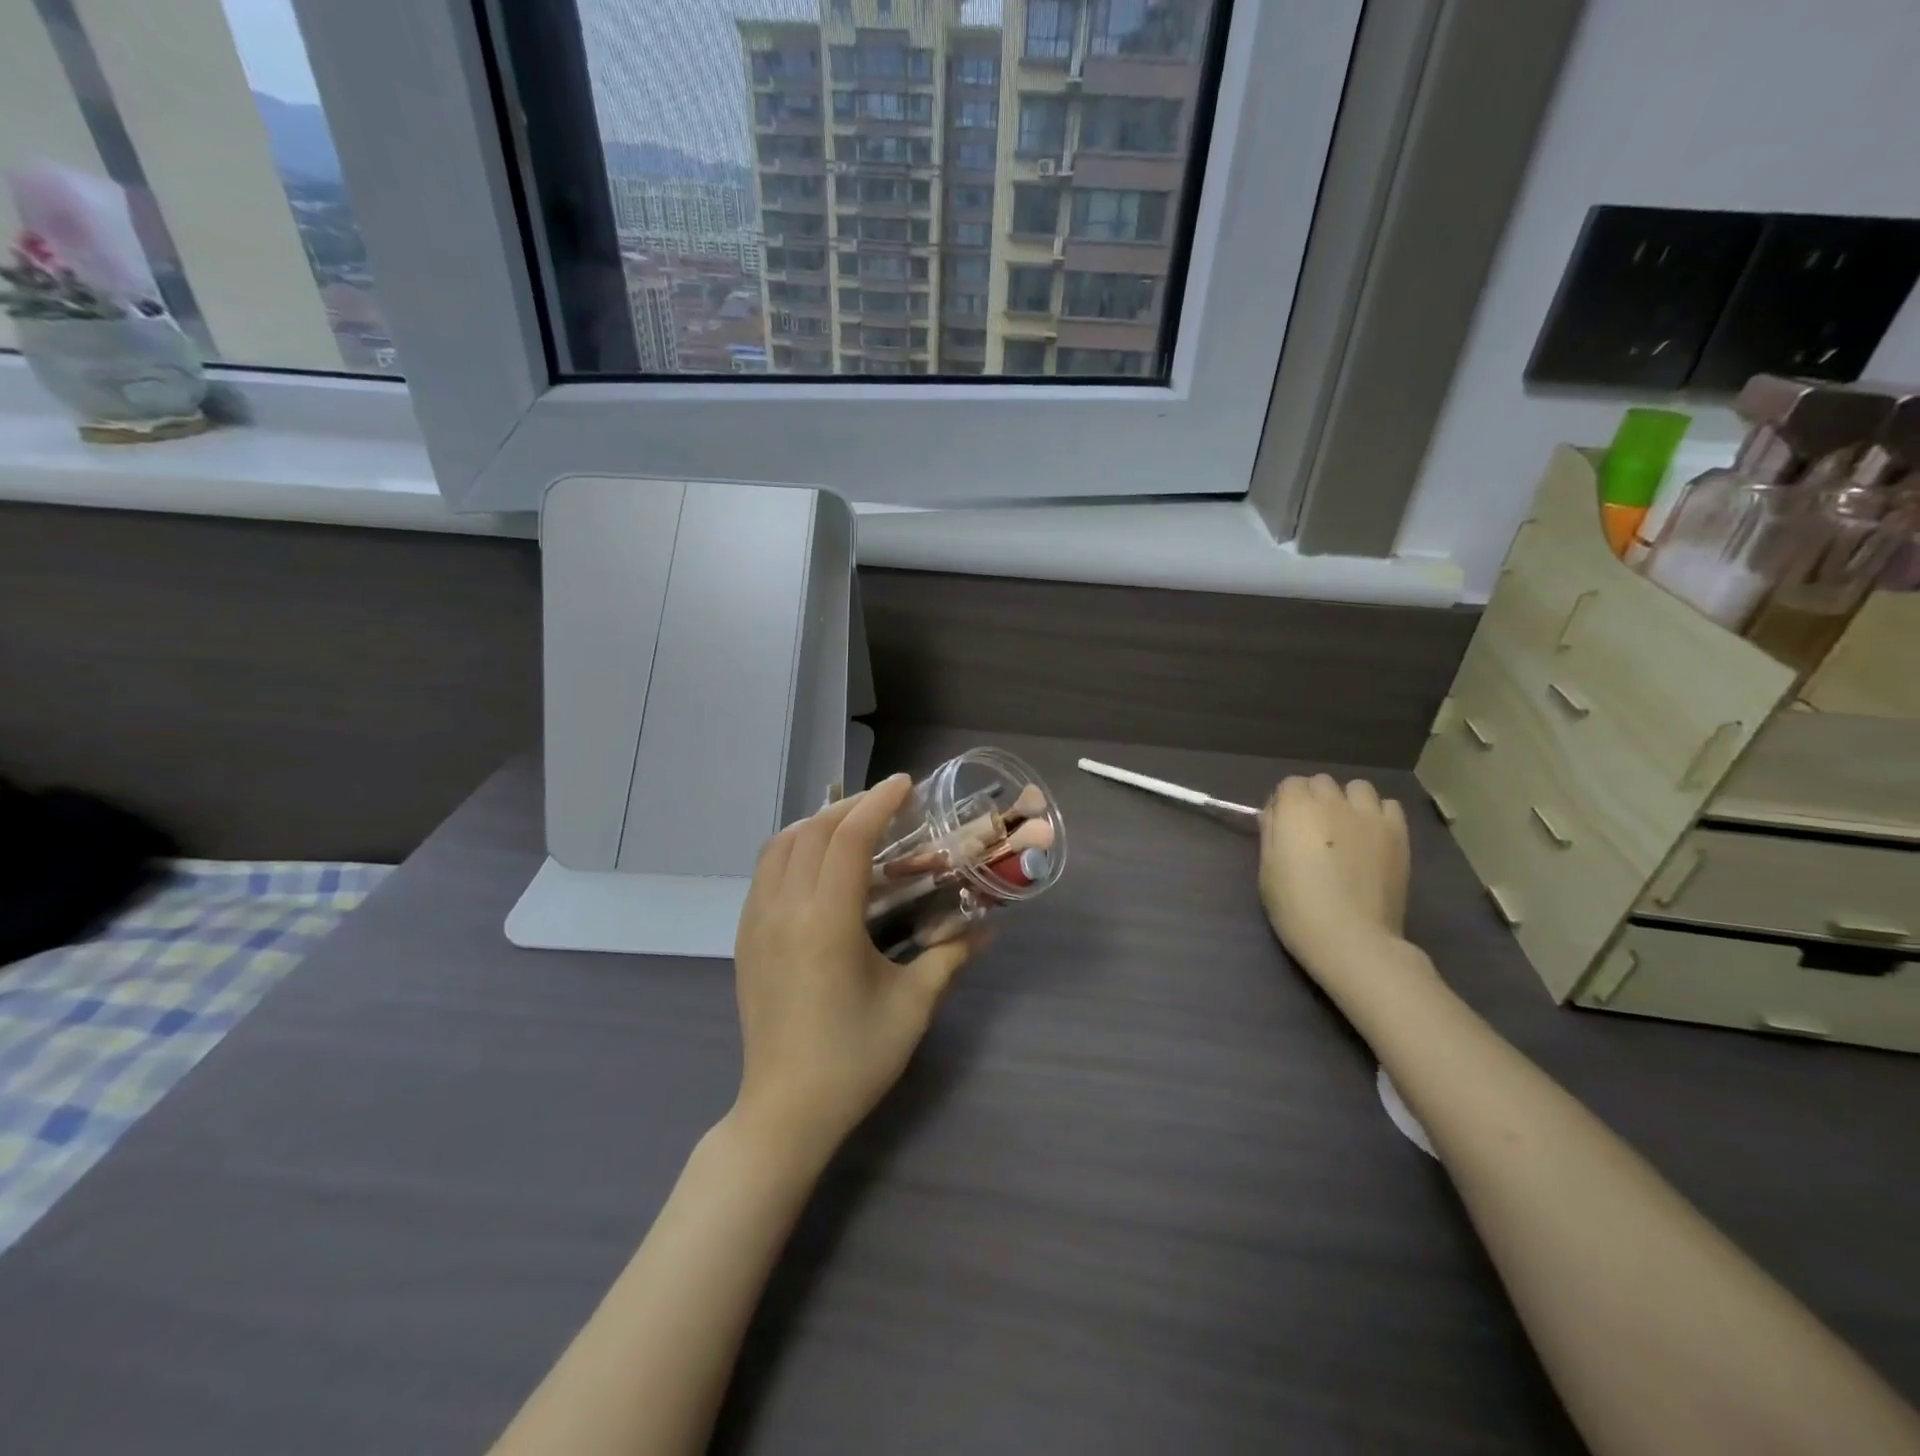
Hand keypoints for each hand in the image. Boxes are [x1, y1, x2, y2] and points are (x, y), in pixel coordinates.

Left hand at [732, 774, 977, 1162]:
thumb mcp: (912, 1006)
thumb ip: (949, 957)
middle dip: (852, 806)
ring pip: (781, 845)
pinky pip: (766, 871)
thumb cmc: (854, 1058)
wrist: (784, 1111)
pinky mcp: (745, 938)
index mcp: (827, 921)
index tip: (904, 784)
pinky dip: (793, 848)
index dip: (878, 803)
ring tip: (853, 824)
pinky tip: (819, 864)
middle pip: (813, 831)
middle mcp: (784, 909)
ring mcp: (756, 922)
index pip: (850, 838)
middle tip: (888, 803)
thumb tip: (986, 929)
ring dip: (817, 823)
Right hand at [1259, 774, 1409, 975]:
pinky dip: (1378, 815)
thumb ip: (1271, 833)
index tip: (1284, 827)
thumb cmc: (1297, 908)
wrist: (1351, 938)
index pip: (1289, 784)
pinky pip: (1388, 806)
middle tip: (1313, 831)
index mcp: (1296, 809)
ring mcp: (1369, 816)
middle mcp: (1332, 802)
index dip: (1285, 803)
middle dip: (1314, 799)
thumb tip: (1275, 813)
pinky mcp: (1398, 833)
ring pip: (1357, 788)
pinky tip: (1372, 838)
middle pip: (1321, 782)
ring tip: (1346, 829)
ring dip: (1348, 801)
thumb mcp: (1267, 870)